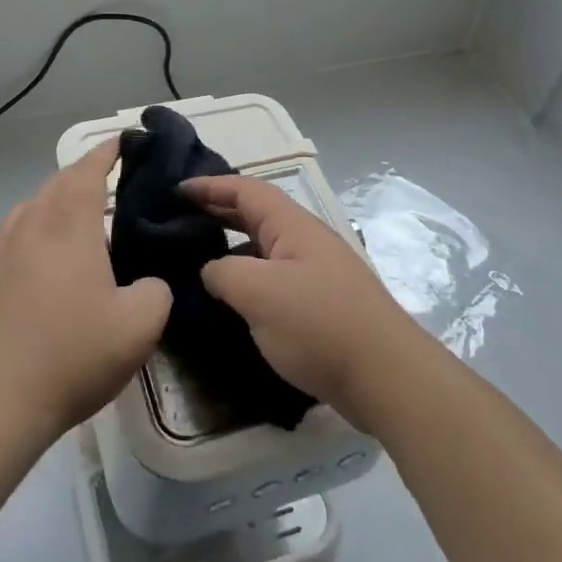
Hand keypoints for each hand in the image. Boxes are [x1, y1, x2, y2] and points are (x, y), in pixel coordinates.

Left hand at [0, 140, 171, 443]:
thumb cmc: (70, 356)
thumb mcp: (140, 326)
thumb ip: (157, 291)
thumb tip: (148, 283)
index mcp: (69, 225)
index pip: (88, 169)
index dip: (107, 151)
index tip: (123, 142)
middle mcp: (29, 226)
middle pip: (56, 184)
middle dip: (82, 176)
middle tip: (110, 186)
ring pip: (28, 211)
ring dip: (54, 205)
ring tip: (76, 225)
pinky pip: (10, 242)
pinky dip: (31, 238)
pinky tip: (41, 270)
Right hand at [183, 176, 421, 423]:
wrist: (385, 376)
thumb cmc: (319, 324)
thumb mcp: (258, 293)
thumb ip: (223, 272)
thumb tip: (211, 270)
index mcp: (292, 225)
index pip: (245, 190)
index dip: (210, 186)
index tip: (176, 190)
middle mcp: (305, 240)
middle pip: (256, 214)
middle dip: (218, 212)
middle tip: (179, 220)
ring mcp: (316, 272)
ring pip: (264, 249)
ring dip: (231, 248)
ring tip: (195, 261)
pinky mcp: (320, 304)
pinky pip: (274, 277)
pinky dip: (248, 278)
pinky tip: (231, 300)